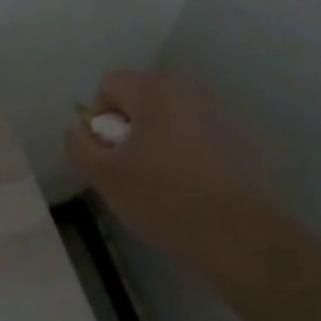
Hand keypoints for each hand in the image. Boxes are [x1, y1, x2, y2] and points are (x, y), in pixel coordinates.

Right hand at [65, 70, 273, 256]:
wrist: (240, 236)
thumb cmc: (164, 199)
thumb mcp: (105, 177)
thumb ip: (80, 146)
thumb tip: (80, 130)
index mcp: (153, 90)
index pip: (110, 84)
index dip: (100, 118)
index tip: (110, 154)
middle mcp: (187, 89)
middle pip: (141, 96)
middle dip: (130, 126)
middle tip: (132, 168)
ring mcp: (217, 111)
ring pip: (170, 114)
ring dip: (158, 137)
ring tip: (162, 180)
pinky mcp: (239, 136)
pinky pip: (197, 132)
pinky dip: (186, 149)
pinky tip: (191, 186)